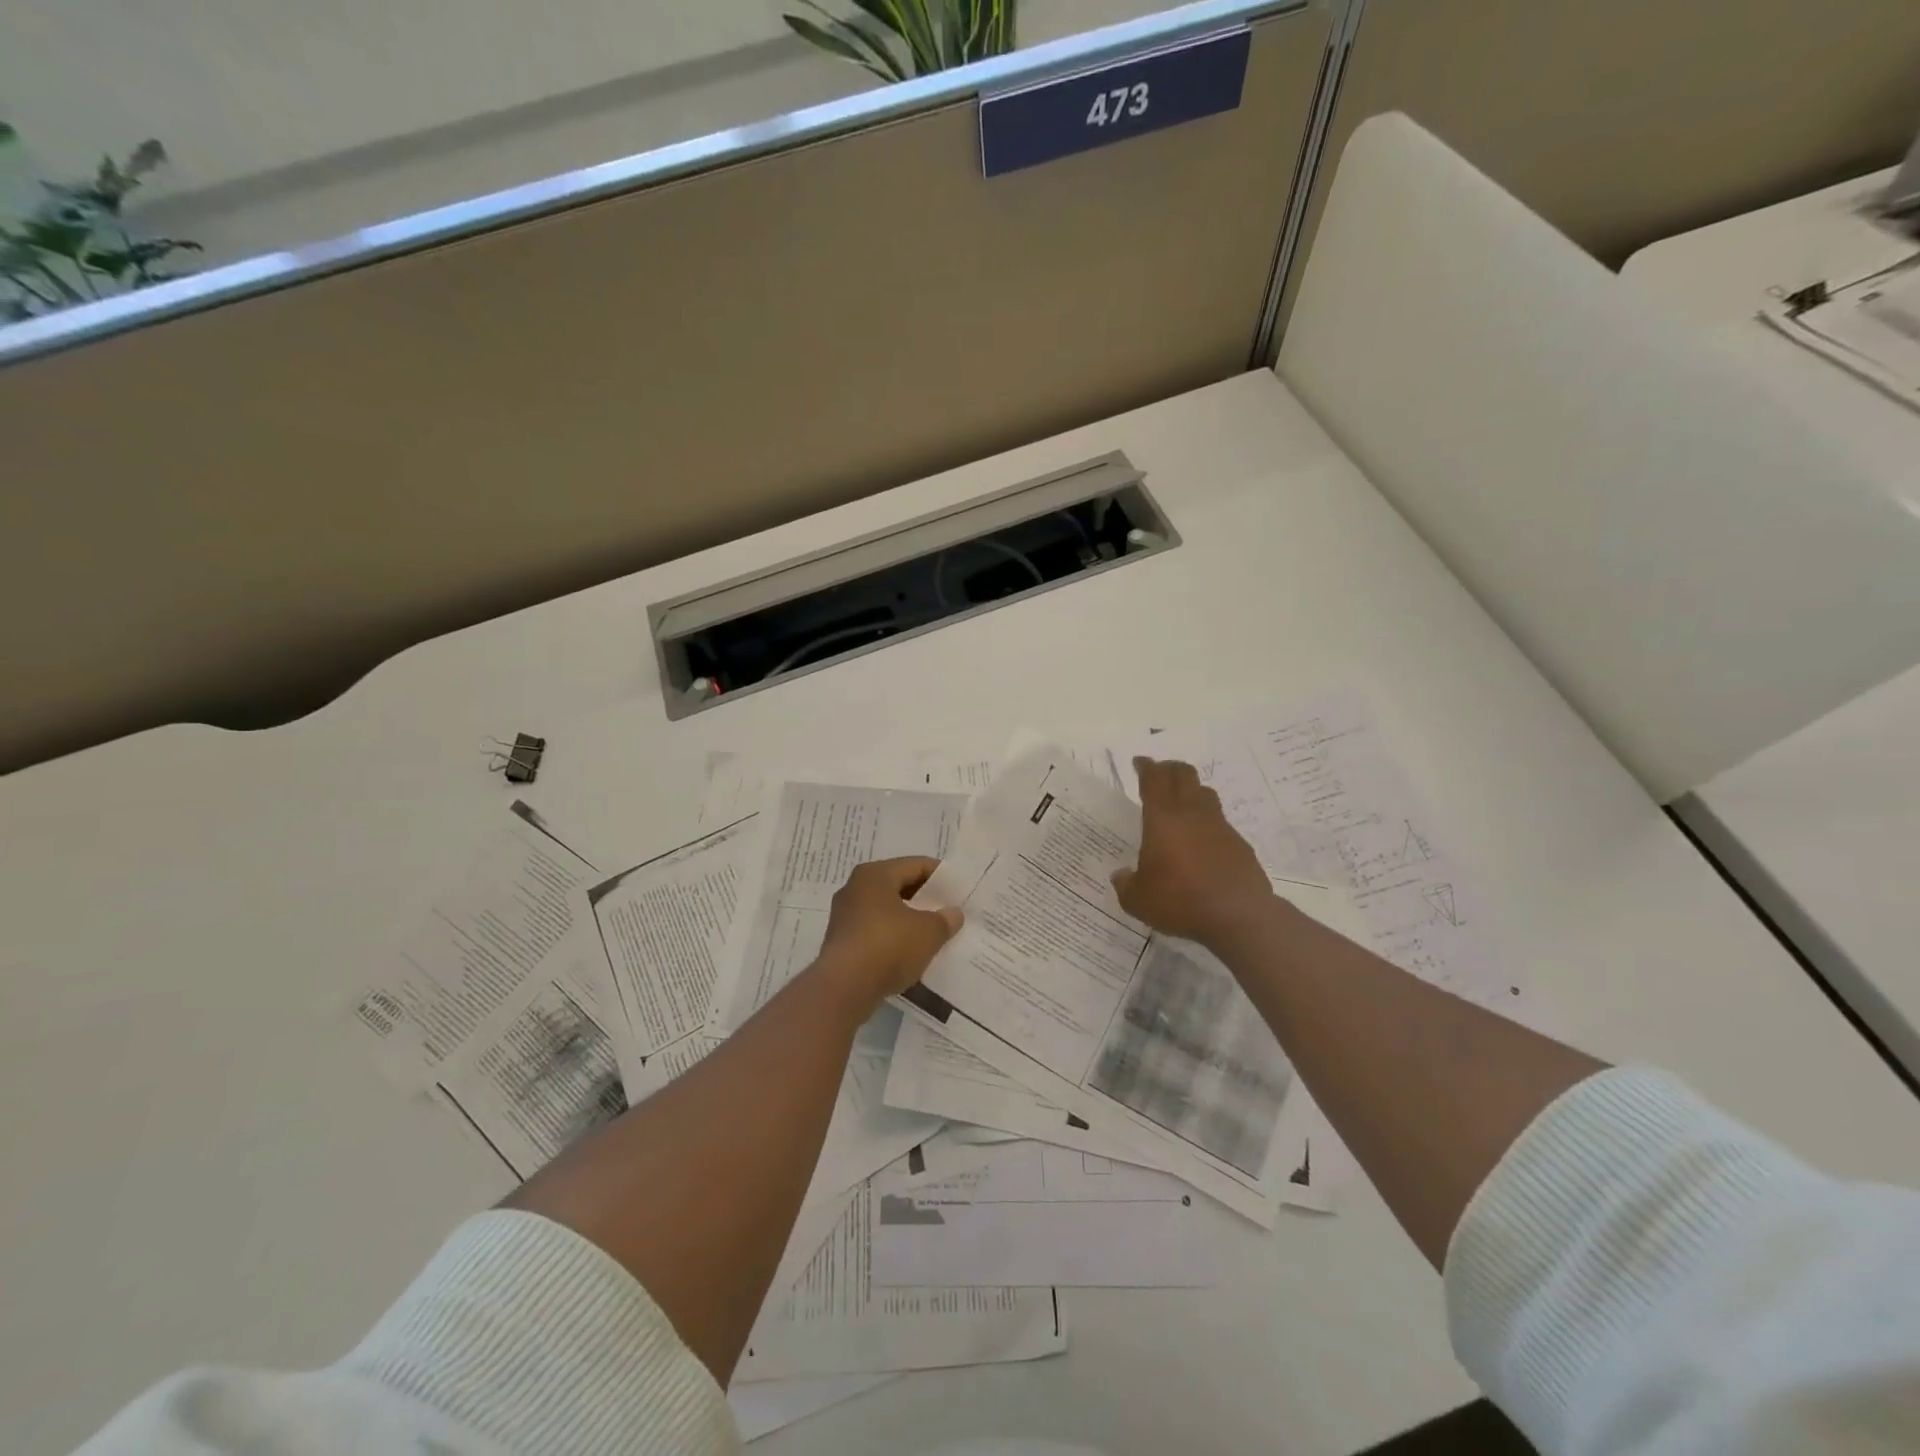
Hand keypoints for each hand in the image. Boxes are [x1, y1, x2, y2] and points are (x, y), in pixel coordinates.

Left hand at [817, 857, 963, 1006]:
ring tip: (933, 934)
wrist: (844, 988)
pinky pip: (874, 932)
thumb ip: (944, 920)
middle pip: (898, 886)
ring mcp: (844, 917)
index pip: (915, 865)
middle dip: (924, 899)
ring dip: (908, 920)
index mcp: (875, 875)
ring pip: (885, 911)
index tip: (958, 891)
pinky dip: (893, 938)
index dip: (940, 876)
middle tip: (948, 912)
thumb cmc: (888, 946)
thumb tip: (953, 913)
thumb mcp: (928, 932)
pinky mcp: (841, 943)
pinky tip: (910, 954)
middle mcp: (855, 889)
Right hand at [1112, 757, 1273, 947]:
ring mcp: (1219, 826)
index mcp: (1162, 819)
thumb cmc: (1180, 900)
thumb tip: (1121, 876)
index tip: (1140, 762)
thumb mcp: (1138, 900)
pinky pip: (1220, 822)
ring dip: (1192, 790)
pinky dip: (1207, 822)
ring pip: (1205, 794)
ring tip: (1182, 802)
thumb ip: (1126, 885)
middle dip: (1170, 769)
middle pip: (1184, 775)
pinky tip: (1202, 841)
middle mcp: (1191, 814)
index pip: (1154, 780)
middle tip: (1160, 773)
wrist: (1238, 916)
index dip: (1146, 767)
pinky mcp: (1239, 844)